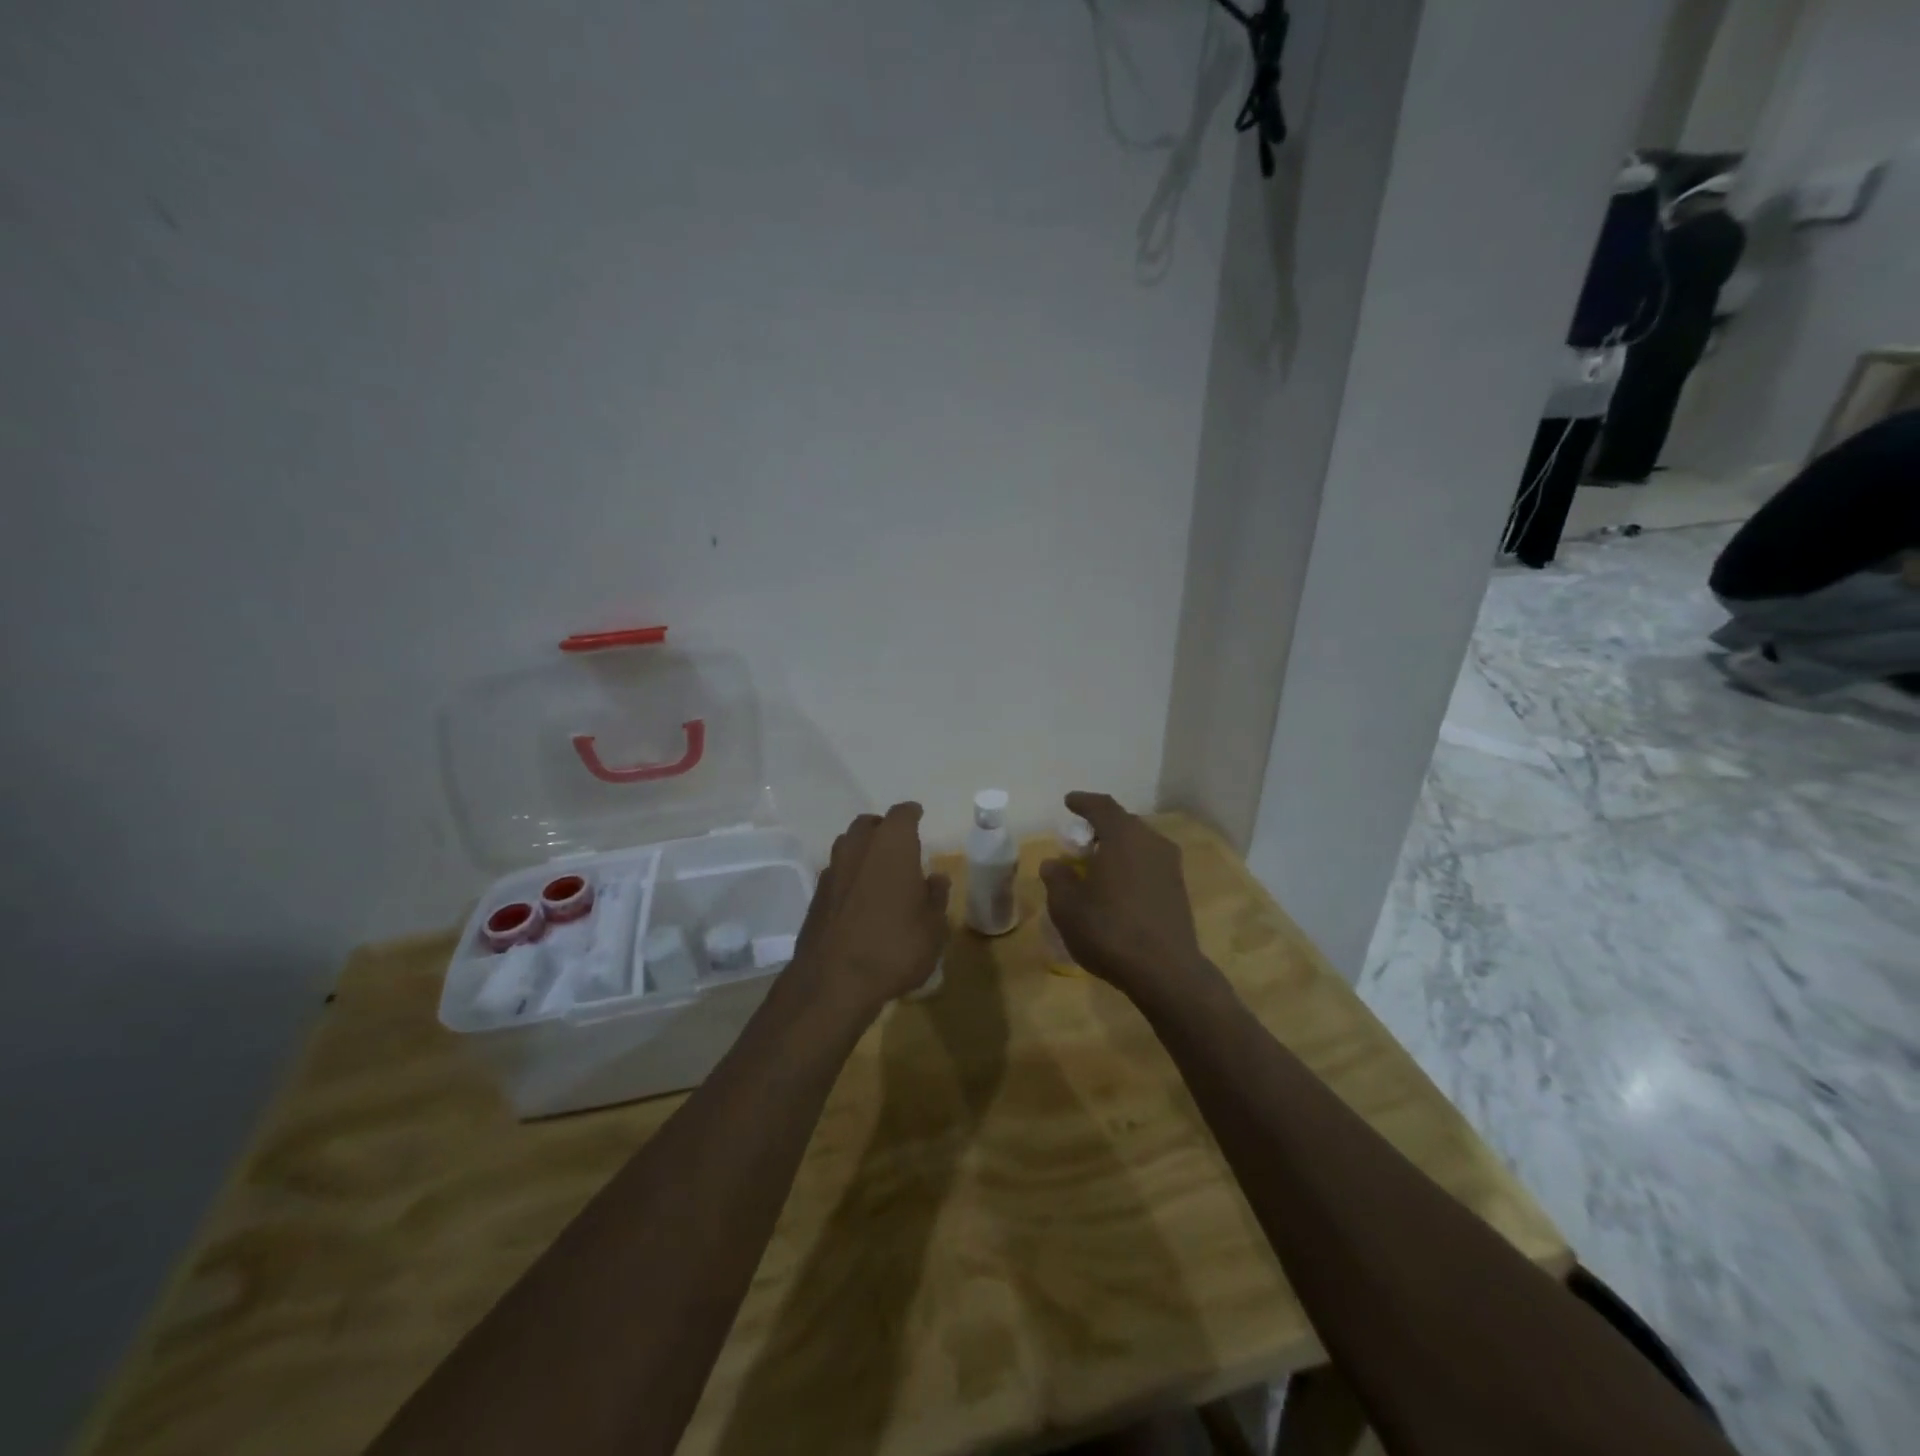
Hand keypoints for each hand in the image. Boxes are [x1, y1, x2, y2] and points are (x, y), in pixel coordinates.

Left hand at [788, 802, 950, 1023]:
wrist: (833, 982)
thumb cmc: (895, 947)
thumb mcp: (933, 927)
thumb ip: (936, 897)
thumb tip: (935, 878)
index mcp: (892, 845)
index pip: (902, 814)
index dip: (912, 813)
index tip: (919, 816)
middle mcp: (858, 848)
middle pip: (869, 824)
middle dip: (884, 828)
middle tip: (900, 844)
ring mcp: (832, 871)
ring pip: (848, 845)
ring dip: (863, 850)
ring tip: (879, 870)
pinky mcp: (815, 896)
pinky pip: (836, 873)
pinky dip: (849, 877)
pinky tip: (859, 898)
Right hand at [1041, 792, 1213, 1005]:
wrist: (1165, 971)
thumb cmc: (1109, 930)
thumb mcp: (1067, 906)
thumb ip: (1057, 879)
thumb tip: (1054, 863)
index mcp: (1123, 836)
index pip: (1101, 806)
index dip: (1083, 802)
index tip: (1069, 801)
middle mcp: (1151, 842)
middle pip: (1123, 823)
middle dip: (1100, 826)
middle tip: (1079, 839)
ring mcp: (1169, 866)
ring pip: (1139, 844)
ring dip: (1117, 847)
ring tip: (1097, 864)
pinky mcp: (1178, 889)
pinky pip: (1148, 864)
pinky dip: (1131, 866)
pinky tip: (1117, 886)